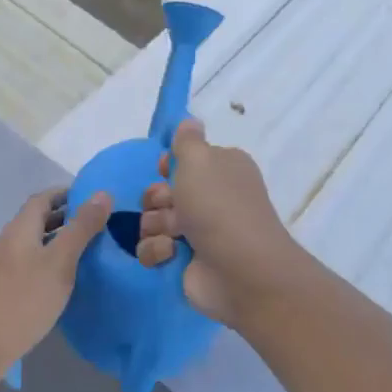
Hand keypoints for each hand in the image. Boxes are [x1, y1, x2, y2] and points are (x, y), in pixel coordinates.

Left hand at [0, 187, 111, 380]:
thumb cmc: (23, 300)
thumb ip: (81, 228)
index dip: (67, 194)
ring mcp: (1, 267)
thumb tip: (103, 193)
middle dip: (65, 218)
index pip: (42, 198)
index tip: (94, 199)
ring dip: (57, 242)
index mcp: (20, 229)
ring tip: (87, 252)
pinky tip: (62, 281)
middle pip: (36, 220)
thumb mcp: (60, 262)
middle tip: (97, 226)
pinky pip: (28, 265)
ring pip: (33, 244)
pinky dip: (48, 263)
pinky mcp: (0, 290)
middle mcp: (7, 242)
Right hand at [135, 119, 297, 326]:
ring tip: (173, 235)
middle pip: (162, 191)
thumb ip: (187, 139)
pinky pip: (152, 249)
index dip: (169, 165)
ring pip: (152, 220)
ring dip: (155, 226)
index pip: (184, 160)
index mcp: (221, 169)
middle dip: (157, 198)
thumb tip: (190, 121)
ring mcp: (197, 232)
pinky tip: (171, 254)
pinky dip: (157, 251)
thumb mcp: (200, 160)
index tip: (166, 170)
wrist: (239, 270)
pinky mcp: (184, 262)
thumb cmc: (218, 206)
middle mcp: (211, 198)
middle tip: (169, 205)